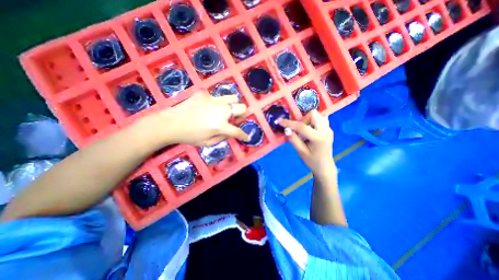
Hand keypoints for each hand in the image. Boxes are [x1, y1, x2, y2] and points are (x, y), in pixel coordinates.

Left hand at [149, 94, 248, 147]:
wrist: (170, 123)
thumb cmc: (189, 136)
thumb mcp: (208, 143)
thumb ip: (223, 137)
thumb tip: (231, 132)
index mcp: (220, 125)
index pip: (238, 131)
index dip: (244, 135)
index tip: (247, 137)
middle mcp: (221, 110)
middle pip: (242, 108)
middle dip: (242, 115)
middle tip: (234, 120)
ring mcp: (213, 100)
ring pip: (233, 98)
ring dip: (233, 106)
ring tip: (225, 112)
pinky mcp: (205, 94)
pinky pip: (217, 97)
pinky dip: (217, 103)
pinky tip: (209, 108)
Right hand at [279, 109, 336, 177]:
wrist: (325, 167)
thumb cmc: (312, 161)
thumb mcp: (301, 152)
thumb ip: (293, 139)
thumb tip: (286, 129)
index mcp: (318, 138)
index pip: (302, 127)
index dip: (289, 123)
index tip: (280, 121)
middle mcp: (325, 130)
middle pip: (313, 114)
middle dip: (303, 119)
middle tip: (298, 130)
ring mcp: (328, 129)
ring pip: (317, 115)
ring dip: (308, 120)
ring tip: (305, 131)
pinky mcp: (328, 129)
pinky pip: (320, 119)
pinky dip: (313, 121)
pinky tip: (310, 130)